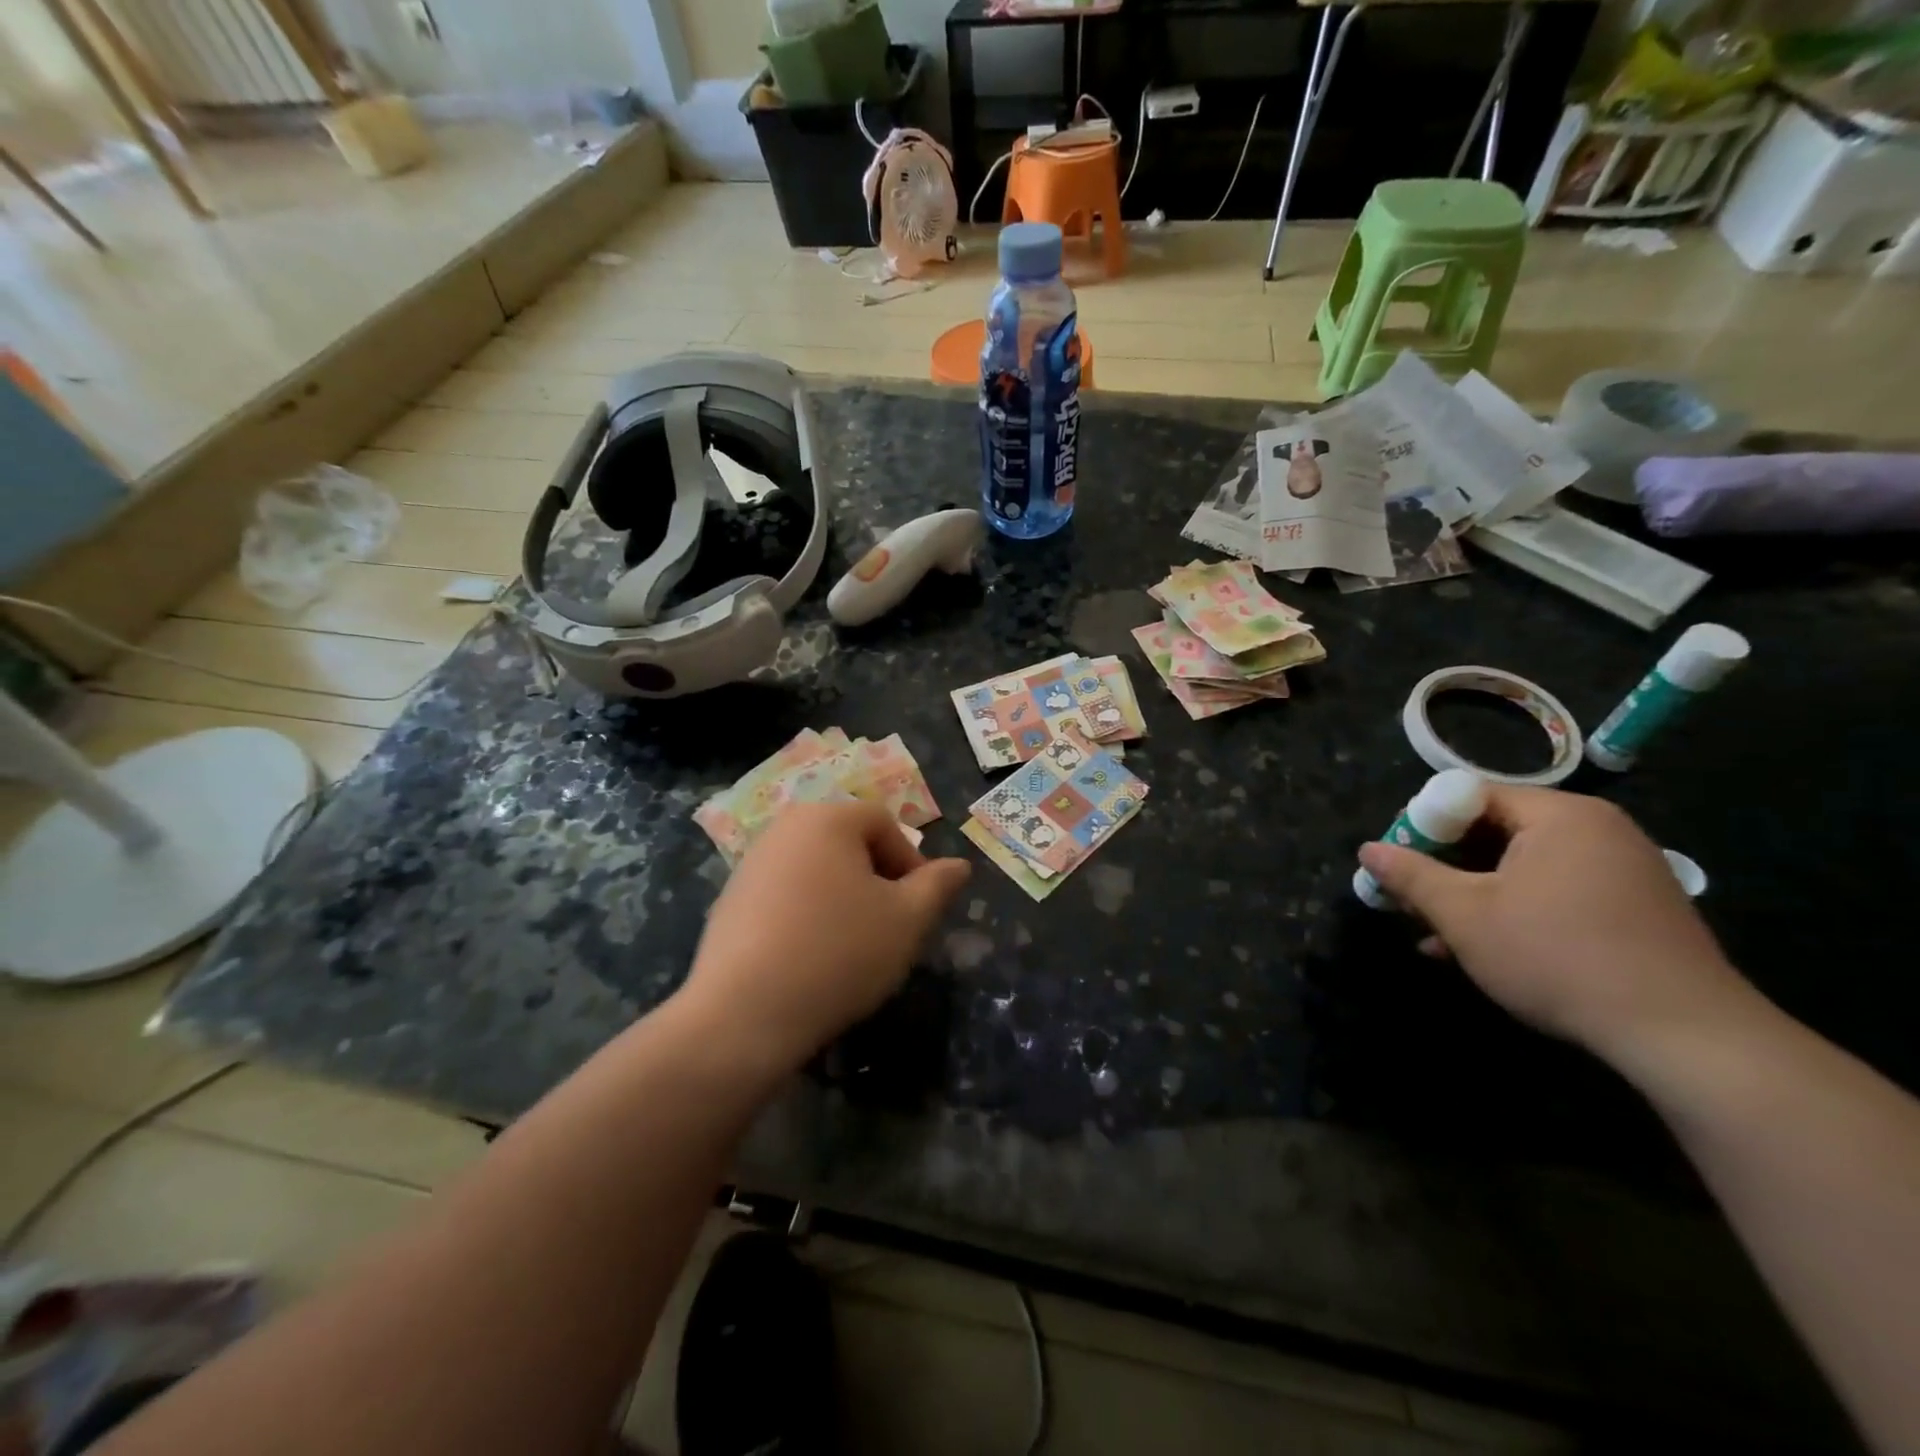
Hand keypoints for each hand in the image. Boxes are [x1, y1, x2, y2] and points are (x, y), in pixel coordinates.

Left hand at [680, 802, 970, 1073]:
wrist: (743, 1015)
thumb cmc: (839, 953)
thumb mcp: (907, 919)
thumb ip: (937, 885)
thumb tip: (960, 865)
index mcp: (827, 818)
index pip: (885, 825)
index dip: (911, 864)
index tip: (917, 911)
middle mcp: (784, 828)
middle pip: (848, 845)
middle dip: (877, 882)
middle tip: (889, 929)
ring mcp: (750, 864)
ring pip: (817, 872)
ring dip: (843, 900)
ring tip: (851, 948)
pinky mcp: (729, 901)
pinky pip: (785, 896)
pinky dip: (807, 917)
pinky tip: (810, 958)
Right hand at [1357, 787, 1752, 1062]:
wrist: (1684, 1036)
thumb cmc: (1558, 956)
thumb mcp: (1465, 915)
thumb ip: (1411, 876)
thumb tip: (1367, 850)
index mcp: (1560, 816)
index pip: (1471, 796)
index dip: (1424, 825)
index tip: (1399, 861)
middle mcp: (1597, 831)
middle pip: (1497, 832)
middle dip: (1446, 866)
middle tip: (1411, 897)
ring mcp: (1623, 871)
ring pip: (1523, 869)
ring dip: (1474, 895)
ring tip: (1435, 932)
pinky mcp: (1635, 910)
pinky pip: (1557, 894)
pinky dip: (1516, 912)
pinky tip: (1481, 950)